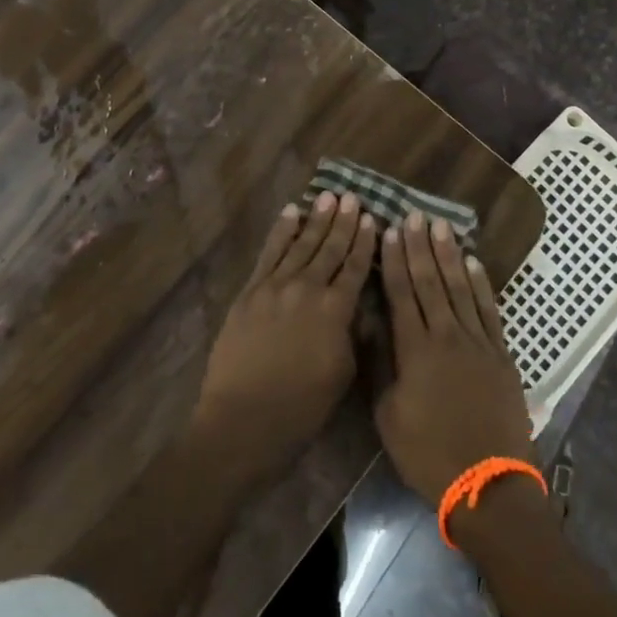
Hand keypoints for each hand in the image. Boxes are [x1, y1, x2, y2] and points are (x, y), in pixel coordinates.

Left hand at [194, 193, 377, 476]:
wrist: (243, 420)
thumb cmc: (301, 408)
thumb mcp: (342, 374)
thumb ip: (351, 334)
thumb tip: (357, 308)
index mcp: (335, 310)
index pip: (355, 267)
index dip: (365, 242)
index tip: (372, 219)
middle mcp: (307, 289)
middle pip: (330, 249)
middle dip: (343, 222)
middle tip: (352, 197)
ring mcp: (275, 287)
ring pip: (301, 244)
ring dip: (316, 219)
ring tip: (328, 197)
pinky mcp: (250, 292)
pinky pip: (269, 253)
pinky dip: (281, 232)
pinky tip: (291, 213)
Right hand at [374, 212, 535, 505]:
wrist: (488, 484)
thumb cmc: (428, 454)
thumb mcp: (388, 415)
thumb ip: (380, 364)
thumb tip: (369, 322)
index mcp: (415, 350)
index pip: (402, 293)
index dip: (395, 260)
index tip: (390, 230)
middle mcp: (446, 335)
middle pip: (431, 282)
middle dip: (420, 246)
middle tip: (414, 214)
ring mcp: (478, 342)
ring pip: (460, 288)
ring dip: (449, 255)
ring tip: (441, 226)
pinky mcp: (501, 354)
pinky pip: (489, 310)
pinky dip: (481, 284)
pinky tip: (474, 263)